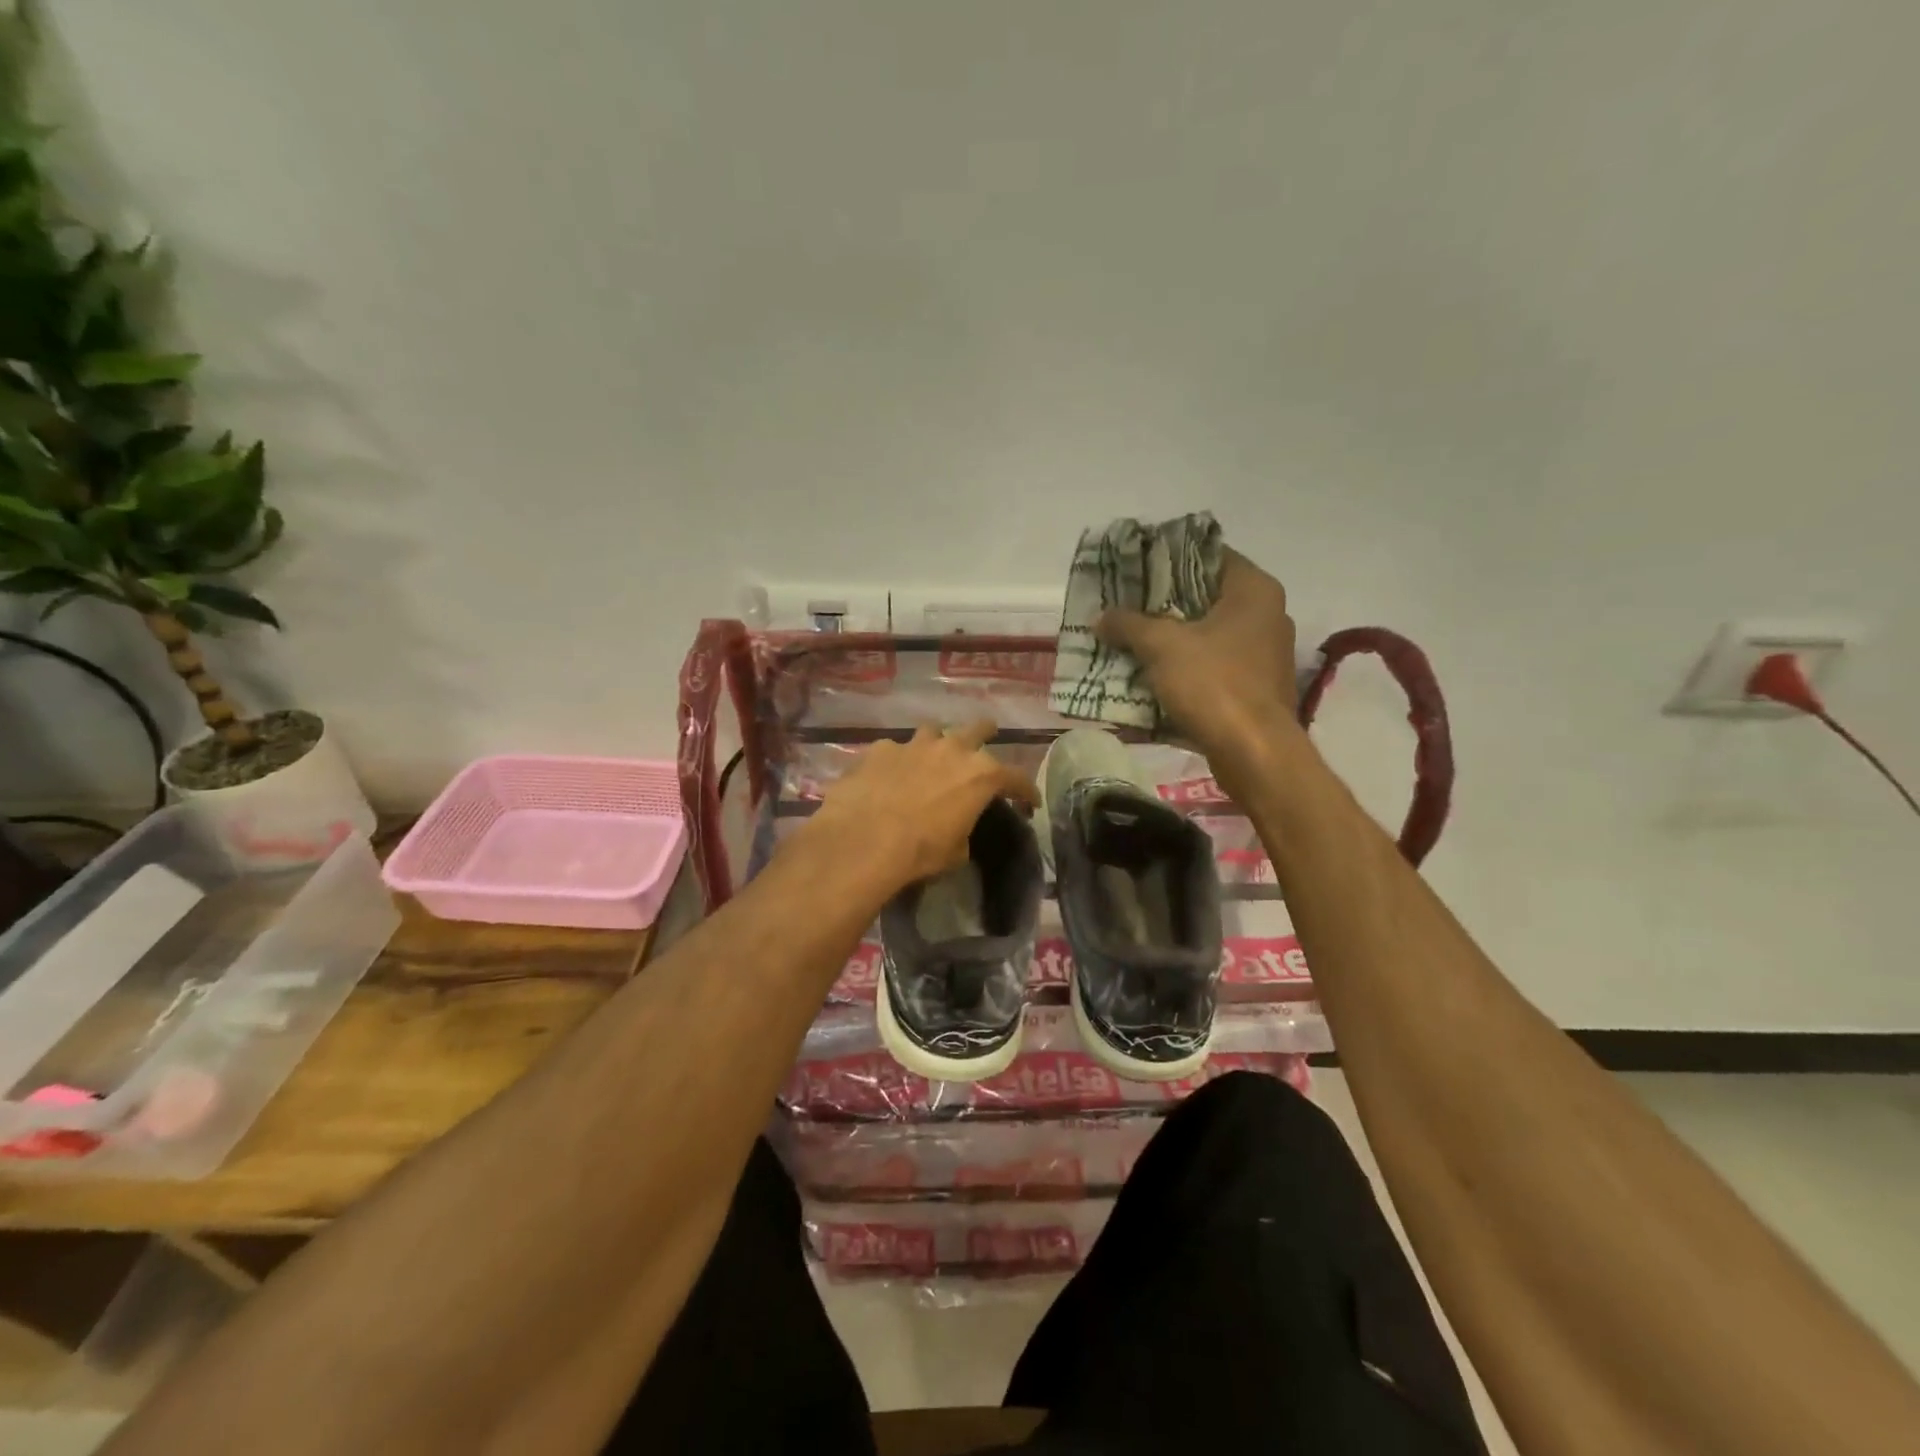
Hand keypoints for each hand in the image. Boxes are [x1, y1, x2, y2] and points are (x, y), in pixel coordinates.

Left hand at [801, 720, 1037, 893]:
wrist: (864, 840)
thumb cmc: (921, 851)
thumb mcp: (956, 852)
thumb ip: (964, 830)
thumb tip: (956, 829)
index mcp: (981, 776)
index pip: (1016, 778)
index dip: (1026, 791)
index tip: (1030, 801)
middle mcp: (952, 750)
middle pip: (979, 729)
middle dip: (986, 733)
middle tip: (987, 738)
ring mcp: (914, 744)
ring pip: (934, 730)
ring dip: (937, 742)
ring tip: (932, 755)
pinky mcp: (880, 749)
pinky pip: (895, 750)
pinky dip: (897, 761)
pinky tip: (888, 776)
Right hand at [1095, 548, 1301, 767]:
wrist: (1254, 753)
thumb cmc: (1214, 684)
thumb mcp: (1162, 647)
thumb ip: (1129, 624)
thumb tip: (1101, 616)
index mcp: (1254, 590)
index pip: (1209, 556)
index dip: (1169, 559)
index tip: (1135, 567)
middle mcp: (1267, 615)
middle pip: (1205, 597)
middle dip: (1163, 604)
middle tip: (1124, 604)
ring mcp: (1263, 654)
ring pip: (1207, 635)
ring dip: (1170, 639)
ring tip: (1129, 639)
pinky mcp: (1255, 688)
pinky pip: (1212, 667)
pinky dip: (1183, 668)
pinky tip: (1150, 675)